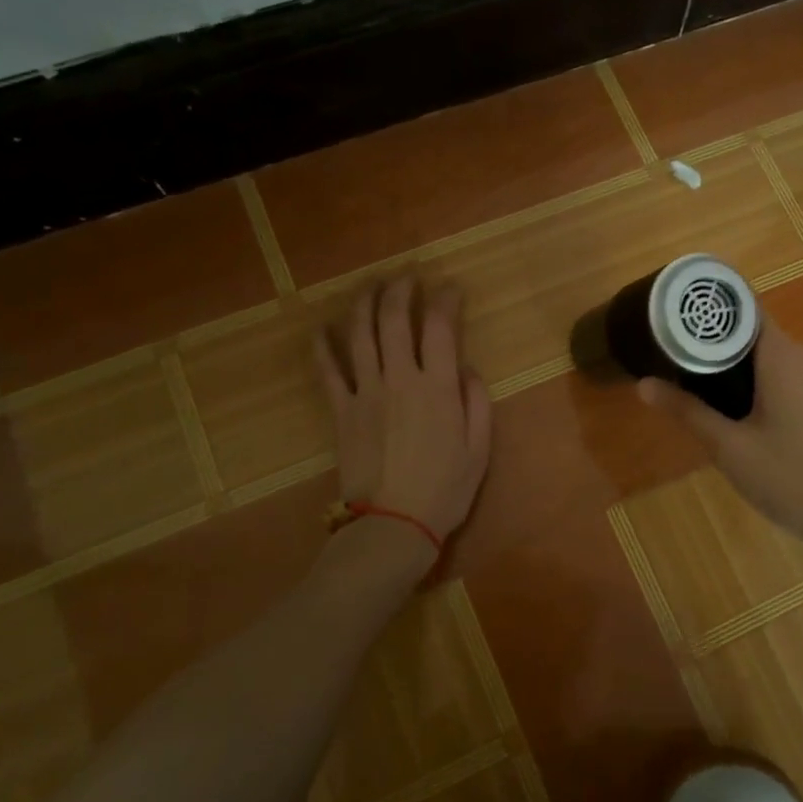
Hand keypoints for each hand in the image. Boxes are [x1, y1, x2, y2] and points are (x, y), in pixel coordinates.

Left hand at [315, 277, 491, 547]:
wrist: (392, 525)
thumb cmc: (445, 491)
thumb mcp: (480, 450)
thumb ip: (477, 403)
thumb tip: (466, 369)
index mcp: (437, 388)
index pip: (440, 327)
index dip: (445, 300)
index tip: (451, 288)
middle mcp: (399, 379)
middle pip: (394, 320)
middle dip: (401, 290)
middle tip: (407, 277)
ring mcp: (365, 393)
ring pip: (359, 335)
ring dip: (364, 304)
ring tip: (371, 286)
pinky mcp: (341, 411)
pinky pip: (328, 371)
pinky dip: (323, 346)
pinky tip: (322, 328)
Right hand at [637, 323, 802, 624]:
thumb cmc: (797, 482)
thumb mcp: (732, 451)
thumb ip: (688, 412)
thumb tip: (644, 385)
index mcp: (785, 356)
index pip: (745, 310)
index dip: (713, 316)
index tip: (683, 328)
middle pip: (764, 342)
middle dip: (731, 360)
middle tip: (701, 390)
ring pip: (789, 367)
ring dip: (761, 383)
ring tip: (737, 420)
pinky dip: (790, 398)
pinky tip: (782, 438)